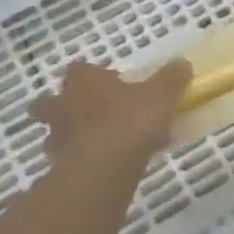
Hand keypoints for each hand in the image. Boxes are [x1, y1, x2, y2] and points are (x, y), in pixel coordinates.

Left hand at [30, 59, 192, 166]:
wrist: (104, 168)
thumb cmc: (130, 121)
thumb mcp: (161, 95)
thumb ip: (171, 78)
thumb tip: (182, 63)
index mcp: (84, 81)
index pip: (79, 69)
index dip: (93, 75)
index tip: (112, 84)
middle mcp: (63, 105)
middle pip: (50, 101)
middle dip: (65, 106)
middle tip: (90, 114)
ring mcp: (57, 137)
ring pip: (56, 133)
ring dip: (71, 137)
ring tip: (98, 146)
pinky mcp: (58, 167)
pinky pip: (68, 160)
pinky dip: (81, 162)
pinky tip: (104, 169)